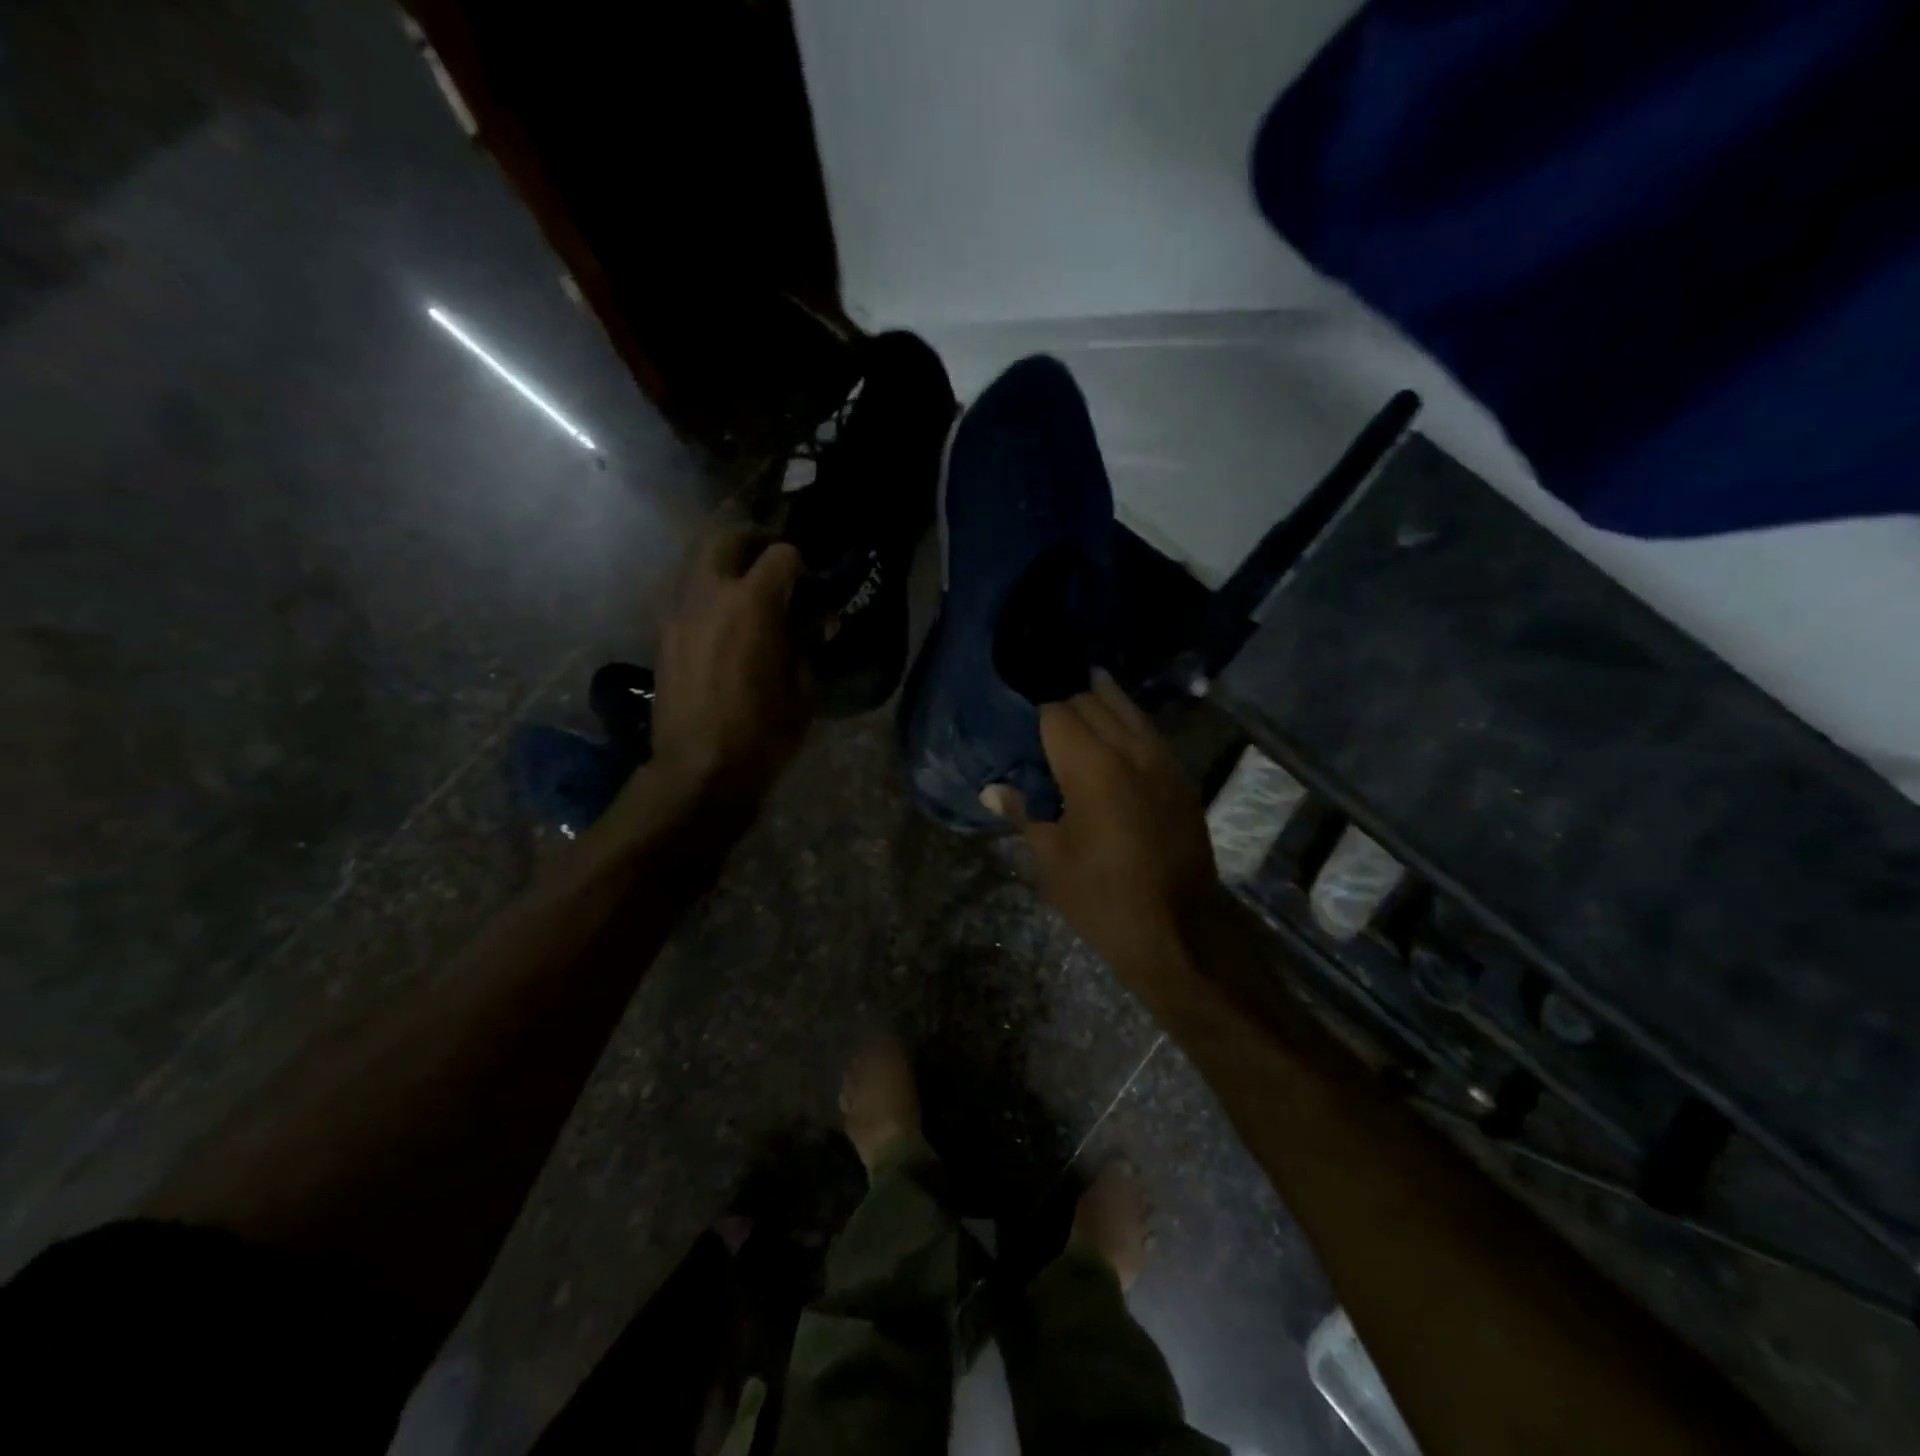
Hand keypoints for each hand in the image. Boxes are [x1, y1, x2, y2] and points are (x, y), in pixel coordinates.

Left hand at [646, 527, 813, 810]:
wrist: (699, 767)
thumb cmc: (762, 732)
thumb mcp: (803, 688)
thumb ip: (808, 644)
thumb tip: (817, 621)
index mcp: (752, 604)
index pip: (780, 556)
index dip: (800, 563)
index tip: (809, 580)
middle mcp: (709, 594)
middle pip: (727, 538)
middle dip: (753, 540)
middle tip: (772, 555)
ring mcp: (678, 610)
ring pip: (694, 556)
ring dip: (721, 556)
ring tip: (741, 575)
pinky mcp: (662, 631)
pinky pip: (680, 586)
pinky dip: (700, 582)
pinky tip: (716, 604)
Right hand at [993, 671, 1219, 991]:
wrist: (1180, 930)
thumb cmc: (1103, 898)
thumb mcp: (1051, 859)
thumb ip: (1024, 812)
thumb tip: (992, 789)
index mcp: (1092, 767)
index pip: (1057, 712)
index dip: (1035, 711)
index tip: (1017, 719)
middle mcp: (1131, 750)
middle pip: (1093, 700)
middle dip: (1065, 702)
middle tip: (1043, 719)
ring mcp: (1163, 760)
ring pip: (1128, 708)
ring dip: (1100, 702)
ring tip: (1076, 704)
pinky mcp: (1181, 777)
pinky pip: (1148, 731)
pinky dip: (1126, 723)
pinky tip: (1111, 736)